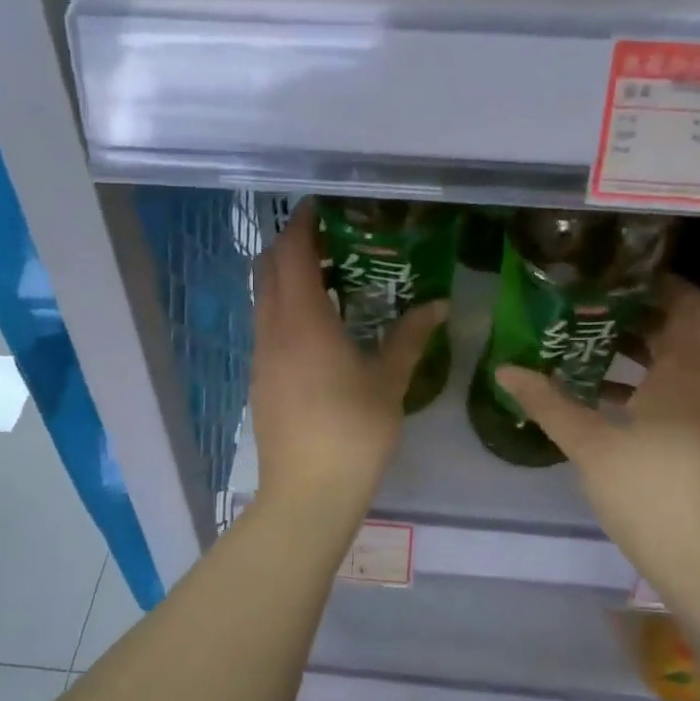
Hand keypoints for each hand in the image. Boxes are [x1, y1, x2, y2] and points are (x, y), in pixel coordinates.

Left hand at [250, 202, 447, 514]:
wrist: (307, 492)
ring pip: (263, 298)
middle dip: (290, 245)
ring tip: (326, 277)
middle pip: (269, 270)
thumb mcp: (389, 381)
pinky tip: (316, 325)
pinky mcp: (260, 379)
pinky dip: (283, 307)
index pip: (292, 255)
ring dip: (285, 277)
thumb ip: (411, 337)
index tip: (321, 208)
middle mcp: (273, 330)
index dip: (302, 226)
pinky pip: (266, 325)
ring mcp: (261, 356)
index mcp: (303, 321)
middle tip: (328, 238)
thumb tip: (439, 304)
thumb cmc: (353, 432)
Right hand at [495, 279, 699, 578]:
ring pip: (667, 364)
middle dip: (631, 314)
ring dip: (629, 350)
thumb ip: (547, 403)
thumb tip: (505, 368)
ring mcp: (699, 415)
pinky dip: (634, 384)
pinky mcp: (691, 440)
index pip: (689, 304)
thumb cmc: (648, 491)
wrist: (699, 560)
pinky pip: (664, 393)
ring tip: (578, 342)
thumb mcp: (589, 444)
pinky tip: (592, 395)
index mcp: (683, 373)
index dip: (661, 282)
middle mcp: (699, 385)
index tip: (616, 274)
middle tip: (582, 304)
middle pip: (674, 331)